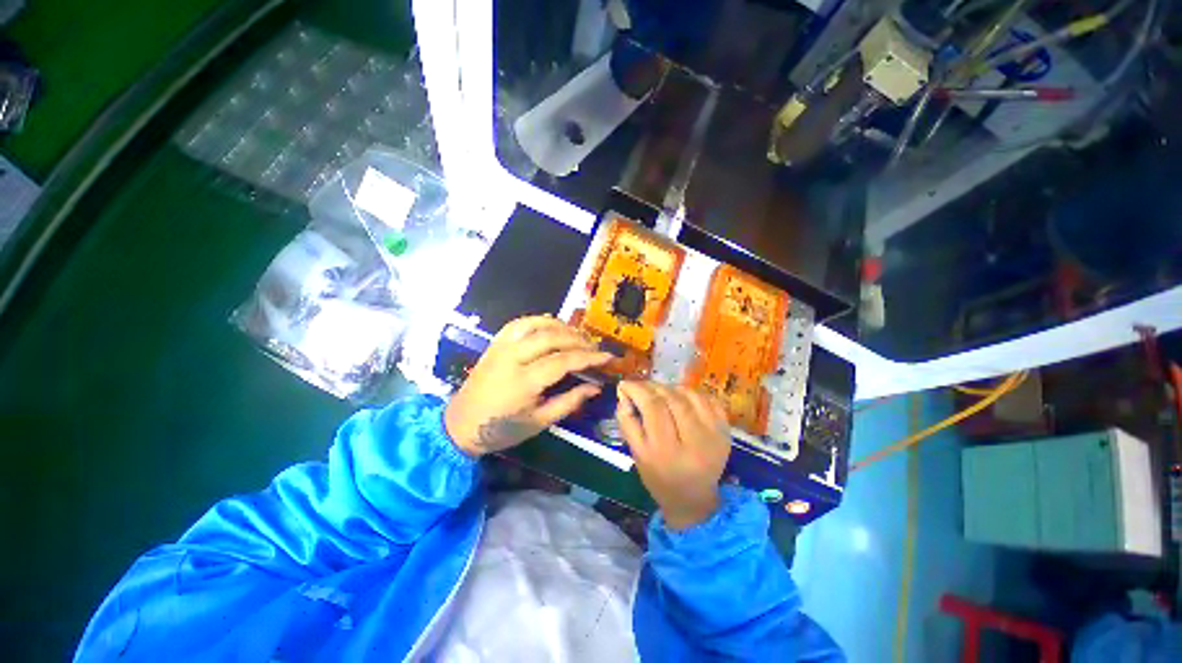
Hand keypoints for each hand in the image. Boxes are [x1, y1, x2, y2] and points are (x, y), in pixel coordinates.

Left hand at [445, 316, 612, 456]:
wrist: (460, 424)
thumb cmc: (502, 429)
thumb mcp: (540, 422)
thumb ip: (570, 402)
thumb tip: (596, 387)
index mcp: (523, 382)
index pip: (563, 361)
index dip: (589, 358)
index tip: (608, 357)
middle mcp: (512, 357)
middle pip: (552, 338)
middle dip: (578, 340)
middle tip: (594, 348)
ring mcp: (502, 347)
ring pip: (536, 324)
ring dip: (561, 326)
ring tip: (577, 337)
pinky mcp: (496, 343)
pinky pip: (520, 323)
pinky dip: (540, 321)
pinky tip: (552, 328)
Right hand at [616, 382, 731, 529]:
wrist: (693, 499)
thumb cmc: (659, 478)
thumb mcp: (637, 454)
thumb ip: (628, 423)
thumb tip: (625, 395)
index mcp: (666, 451)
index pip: (652, 407)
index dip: (637, 389)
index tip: (624, 384)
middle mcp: (694, 441)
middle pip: (671, 398)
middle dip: (651, 386)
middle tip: (640, 386)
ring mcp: (714, 435)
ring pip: (690, 394)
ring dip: (670, 387)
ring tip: (659, 392)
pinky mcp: (726, 431)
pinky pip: (708, 399)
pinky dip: (691, 393)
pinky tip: (680, 398)